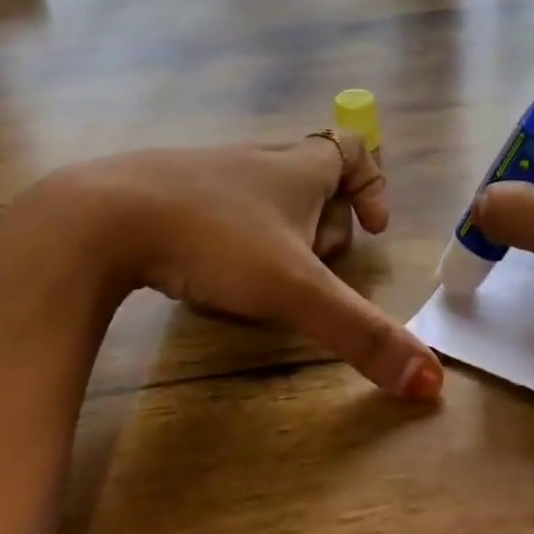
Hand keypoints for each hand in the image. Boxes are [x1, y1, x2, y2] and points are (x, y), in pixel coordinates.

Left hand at [39, 133, 442, 399]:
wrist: (101, 216)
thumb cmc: (214, 240)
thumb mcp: (295, 291)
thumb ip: (362, 334)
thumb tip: (432, 383)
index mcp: (299, 166)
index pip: (354, 150)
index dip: (374, 185)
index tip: (372, 231)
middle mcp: (259, 160)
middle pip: (314, 180)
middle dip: (325, 226)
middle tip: (311, 269)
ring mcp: (211, 171)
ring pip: (266, 197)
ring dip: (279, 236)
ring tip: (260, 280)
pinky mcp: (170, 189)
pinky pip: (222, 208)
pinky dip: (233, 238)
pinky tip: (210, 273)